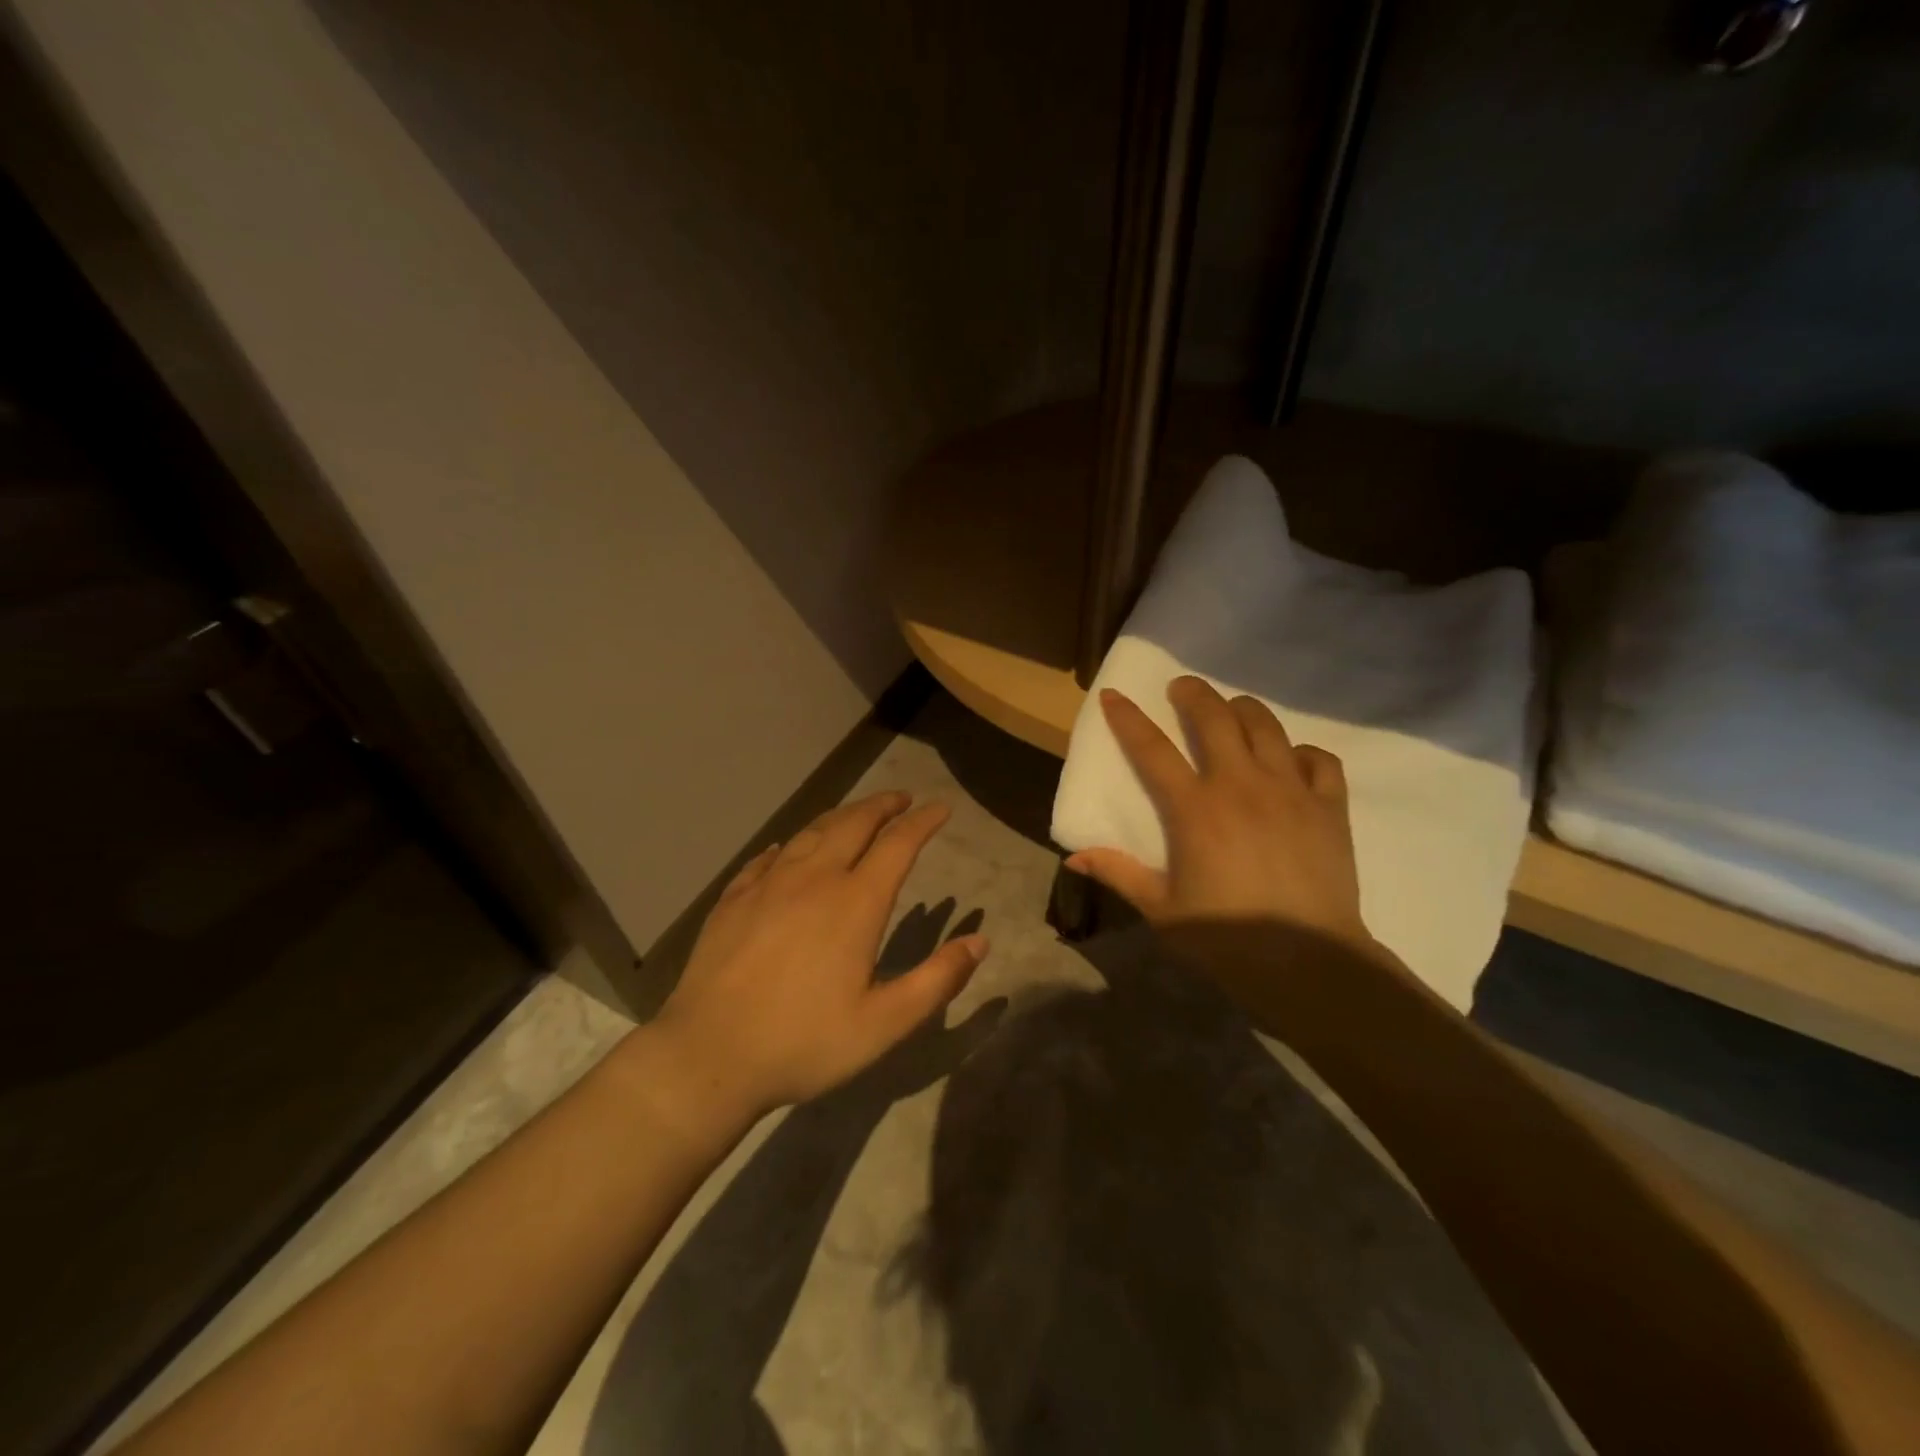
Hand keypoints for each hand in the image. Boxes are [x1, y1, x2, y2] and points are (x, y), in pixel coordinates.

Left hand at [649, 791, 987, 1124]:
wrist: (708, 1056)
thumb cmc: (804, 1042)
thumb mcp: (884, 1024)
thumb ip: (937, 979)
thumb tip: (980, 941)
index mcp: (855, 902)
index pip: (898, 844)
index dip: (923, 821)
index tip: (941, 808)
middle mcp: (814, 878)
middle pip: (854, 823)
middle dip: (883, 805)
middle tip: (902, 798)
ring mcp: (768, 884)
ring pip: (811, 831)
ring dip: (841, 815)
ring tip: (857, 813)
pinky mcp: (734, 899)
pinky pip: (768, 857)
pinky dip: (790, 845)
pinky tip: (788, 848)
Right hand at [1067, 677, 1377, 955]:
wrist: (1309, 965)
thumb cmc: (1227, 939)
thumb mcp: (1162, 910)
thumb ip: (1119, 874)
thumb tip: (1073, 857)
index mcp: (1195, 809)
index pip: (1152, 749)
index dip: (1128, 718)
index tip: (1112, 694)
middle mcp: (1241, 786)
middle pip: (1215, 718)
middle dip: (1194, 694)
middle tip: (1182, 689)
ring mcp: (1290, 791)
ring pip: (1267, 728)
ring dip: (1244, 710)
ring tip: (1232, 710)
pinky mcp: (1330, 807)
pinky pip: (1320, 761)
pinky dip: (1302, 752)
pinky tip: (1291, 760)